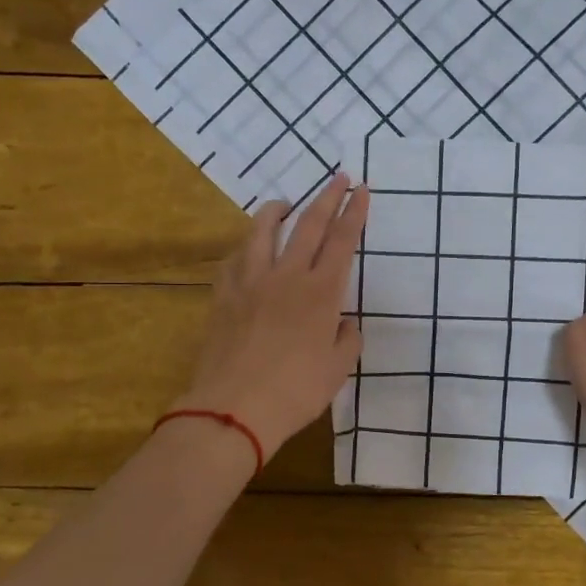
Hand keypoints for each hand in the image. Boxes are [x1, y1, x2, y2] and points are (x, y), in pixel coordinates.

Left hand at [178, 176, 369, 461]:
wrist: (234, 408)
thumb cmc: (296, 392)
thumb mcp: (337, 370)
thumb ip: (347, 339)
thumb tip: (344, 323)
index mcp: (322, 293)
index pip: (342, 241)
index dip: (354, 213)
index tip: (361, 190)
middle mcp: (287, 277)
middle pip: (308, 225)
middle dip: (326, 197)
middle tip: (338, 177)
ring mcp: (251, 283)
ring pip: (263, 231)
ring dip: (277, 211)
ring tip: (284, 203)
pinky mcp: (223, 296)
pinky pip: (235, 259)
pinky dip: (246, 246)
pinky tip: (248, 248)